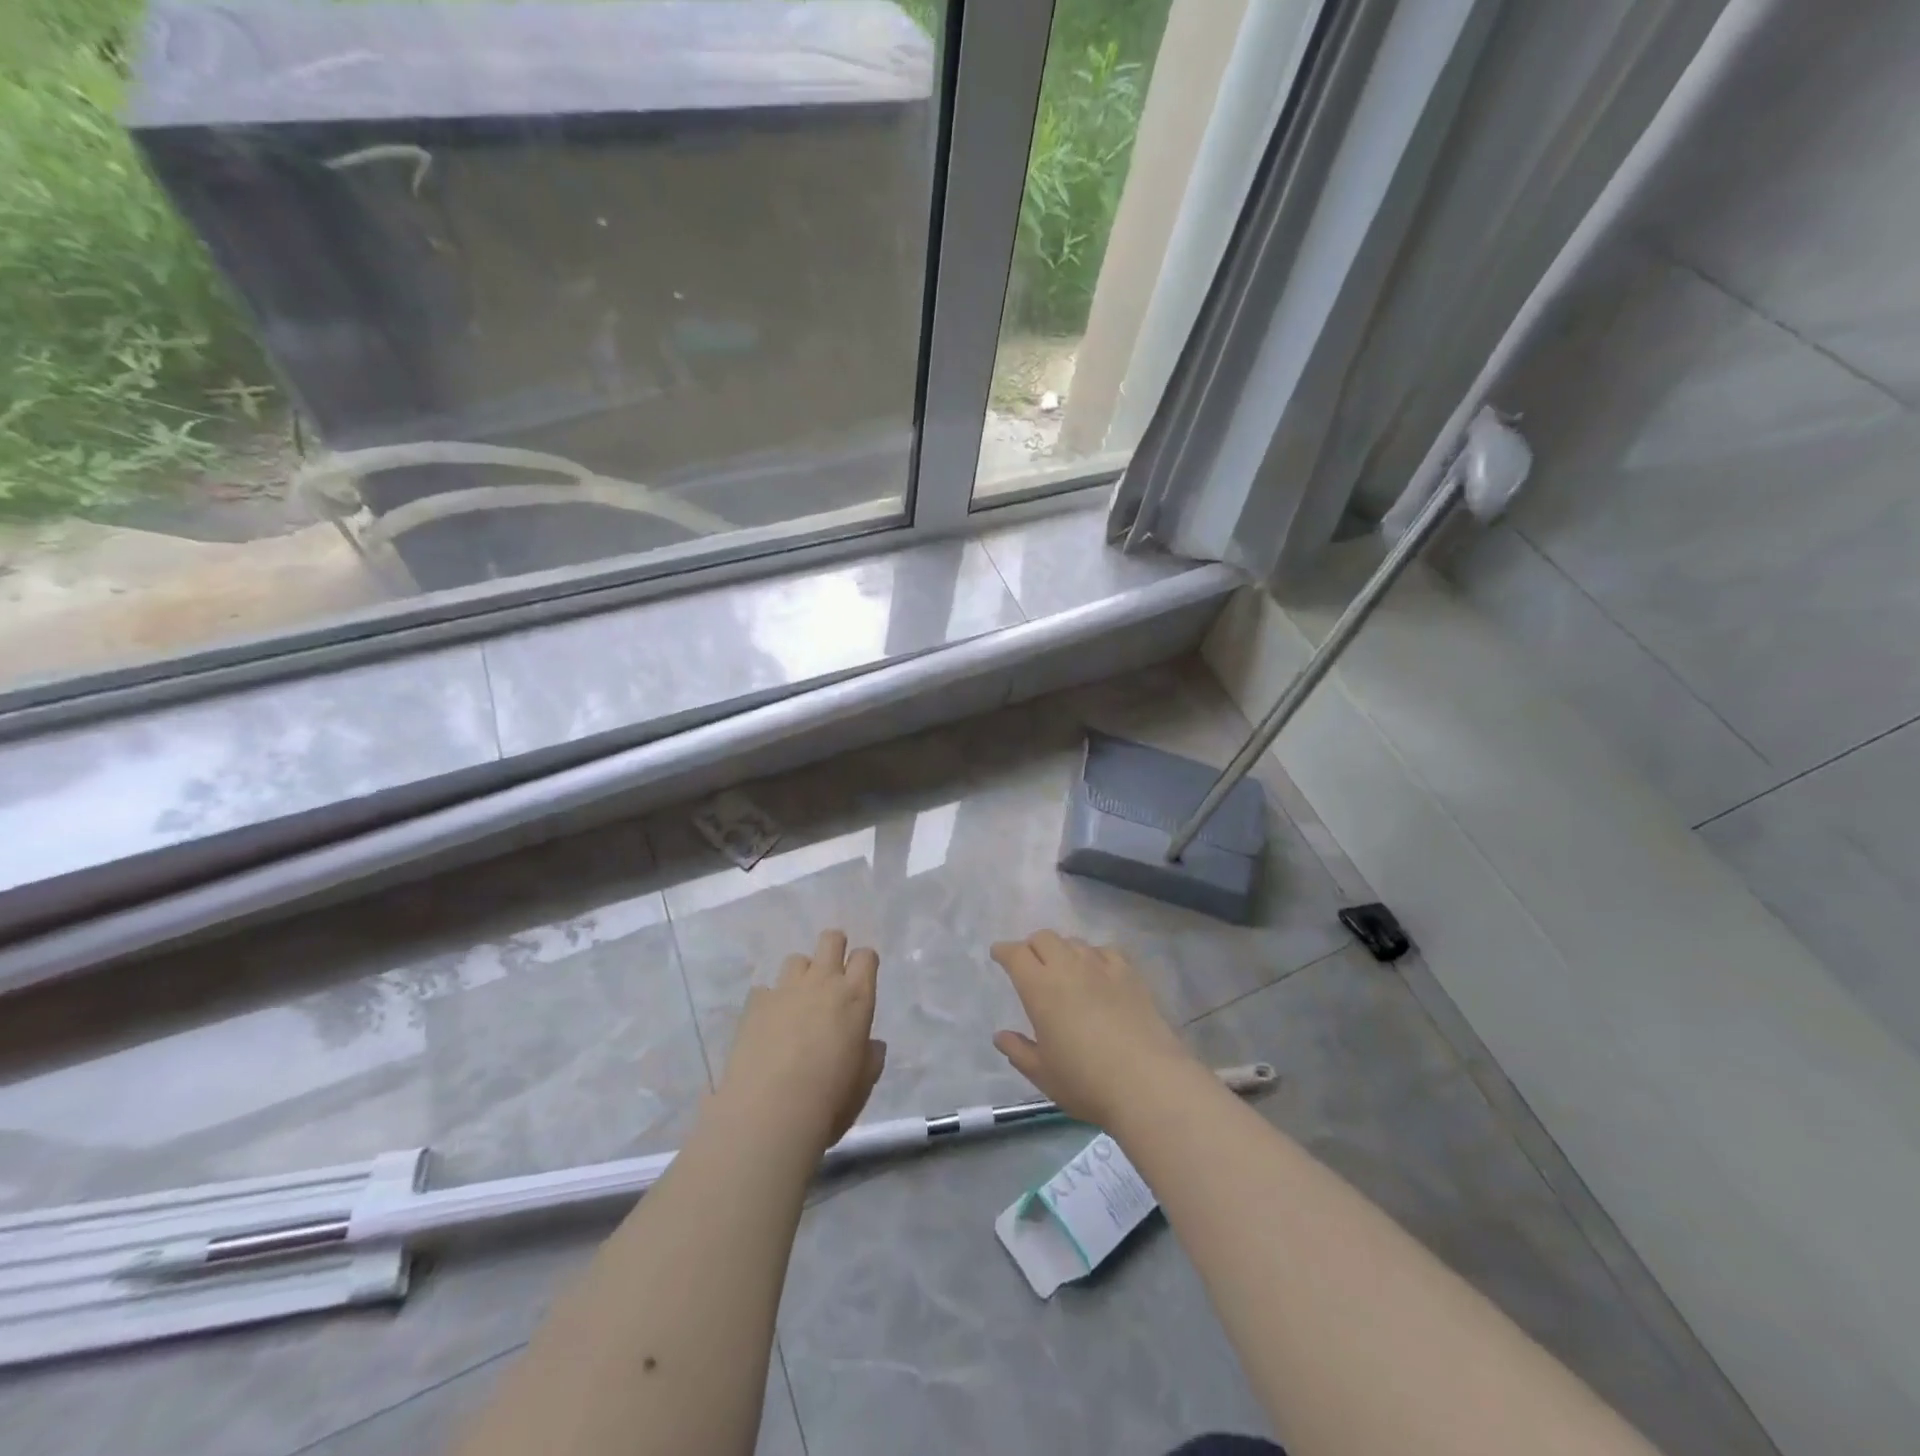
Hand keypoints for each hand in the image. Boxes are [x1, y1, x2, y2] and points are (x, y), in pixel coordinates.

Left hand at [715, 930, 886, 1153]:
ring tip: (797, 1003)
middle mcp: (823, 982)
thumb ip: (870, 1056)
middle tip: (831, 977)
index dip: (864, 963)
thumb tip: (870, 1044)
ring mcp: (785, 989)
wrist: (769, 1114)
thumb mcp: (863, 1082)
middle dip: (834, 948)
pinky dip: (770, 1001)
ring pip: (796, 959)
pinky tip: (768, 1026)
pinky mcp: (755, 1003)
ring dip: (801, 975)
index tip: (861, 979)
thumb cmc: (829, 1101)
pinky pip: (766, 989)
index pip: (866, 956)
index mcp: (856, 997)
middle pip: (831, 939)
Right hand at [990, 930, 1199, 1127]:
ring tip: (1065, 970)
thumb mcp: (1043, 1074)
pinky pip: (1105, 951)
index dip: (1004, 951)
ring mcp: (1102, 967)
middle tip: (1030, 965)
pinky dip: (1094, 956)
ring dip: (1063, 950)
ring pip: (1074, 942)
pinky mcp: (1130, 974)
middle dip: (1032, 946)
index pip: (1016, 954)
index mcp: (1040, 988)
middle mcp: (1068, 967)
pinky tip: (1098, 973)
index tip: (999, 955)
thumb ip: (1019, 1051)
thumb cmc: (1086, 1082)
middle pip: (1045, 938)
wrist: (1148, 1083)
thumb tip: (1001, 1036)